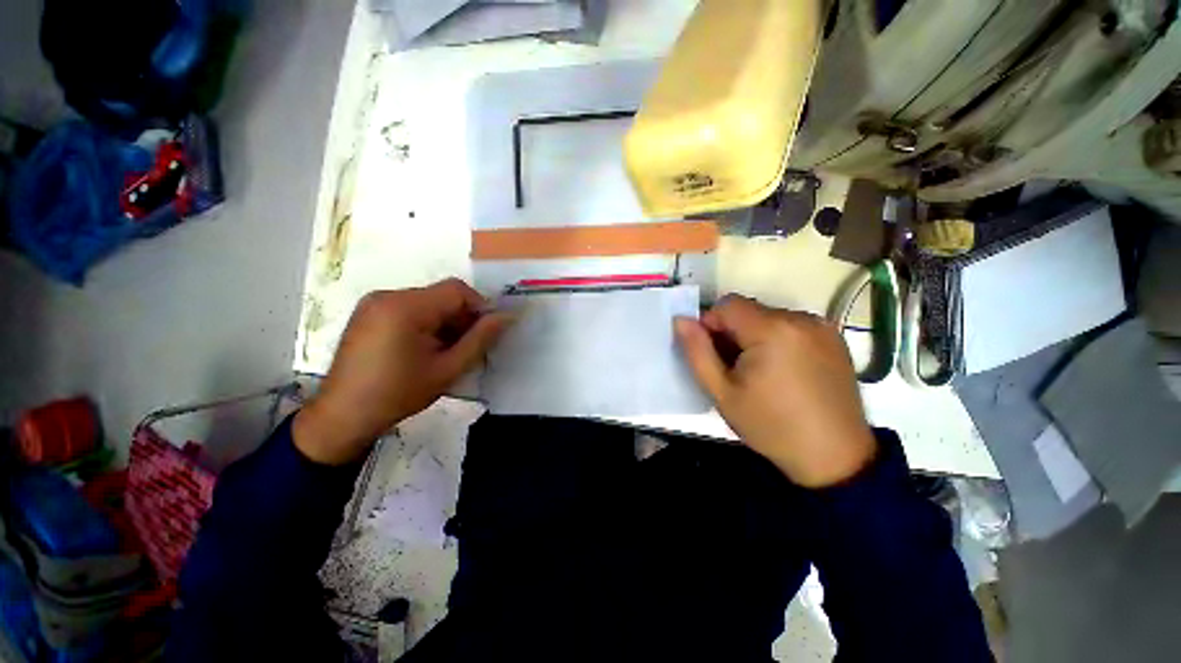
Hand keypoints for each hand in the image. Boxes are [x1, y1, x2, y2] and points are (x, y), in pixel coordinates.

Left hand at [294, 279, 512, 464]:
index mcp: (405, 307)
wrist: (342, 416)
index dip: (479, 307)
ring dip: (445, 322)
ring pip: (428, 302)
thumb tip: (507, 316)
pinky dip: (427, 323)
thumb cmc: (398, 394)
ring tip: (445, 352)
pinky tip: (425, 349)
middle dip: (462, 318)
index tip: (486, 333)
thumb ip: (481, 339)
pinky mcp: (368, 312)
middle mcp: (388, 295)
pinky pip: (410, 308)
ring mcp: (374, 303)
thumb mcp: (448, 369)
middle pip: (441, 295)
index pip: (457, 290)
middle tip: (467, 348)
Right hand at [674, 296, 875, 487]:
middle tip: (733, 368)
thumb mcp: (722, 393)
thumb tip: (681, 320)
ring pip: (769, 317)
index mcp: (772, 330)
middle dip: (732, 332)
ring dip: (754, 336)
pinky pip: (791, 326)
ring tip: (759, 373)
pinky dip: (777, 339)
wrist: (835, 457)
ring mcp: (822, 327)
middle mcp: (801, 318)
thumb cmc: (771, 426)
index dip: (710, 324)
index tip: (713, 354)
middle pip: (749, 310)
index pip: (727, 304)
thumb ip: (697, 352)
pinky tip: (782, 371)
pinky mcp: (834, 338)